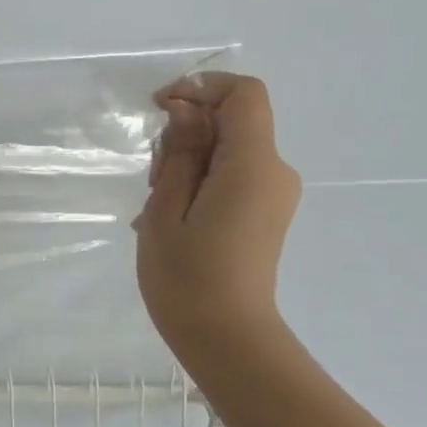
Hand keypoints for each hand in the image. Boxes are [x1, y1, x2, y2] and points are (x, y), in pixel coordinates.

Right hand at [135, 73, 300, 359]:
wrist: (225, 338)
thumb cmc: (187, 276)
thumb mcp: (166, 208)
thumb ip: (180, 152)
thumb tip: (187, 110)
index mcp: (252, 166)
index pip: (243, 95)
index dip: (201, 88)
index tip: (159, 109)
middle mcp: (274, 172)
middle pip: (234, 122)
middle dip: (187, 132)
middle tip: (152, 178)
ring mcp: (274, 195)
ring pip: (229, 150)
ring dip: (189, 160)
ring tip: (157, 206)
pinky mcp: (266, 213)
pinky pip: (232, 176)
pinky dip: (200, 181)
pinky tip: (171, 217)